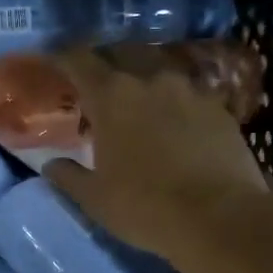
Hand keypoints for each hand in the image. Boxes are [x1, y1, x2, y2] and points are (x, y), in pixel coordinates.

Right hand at [43, 47, 272, 264]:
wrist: (221, 218)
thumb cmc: (145, 206)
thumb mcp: (95, 198)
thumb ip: (69, 176)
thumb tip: (51, 164)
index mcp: (112, 96)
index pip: (79, 61)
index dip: (63, 59)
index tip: (54, 63)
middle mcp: (150, 80)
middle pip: (122, 54)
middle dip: (105, 63)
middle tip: (96, 84)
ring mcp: (190, 90)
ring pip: (159, 71)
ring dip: (143, 79)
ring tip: (137, 101)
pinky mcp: (220, 108)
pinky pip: (188, 93)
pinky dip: (174, 101)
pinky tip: (174, 121)